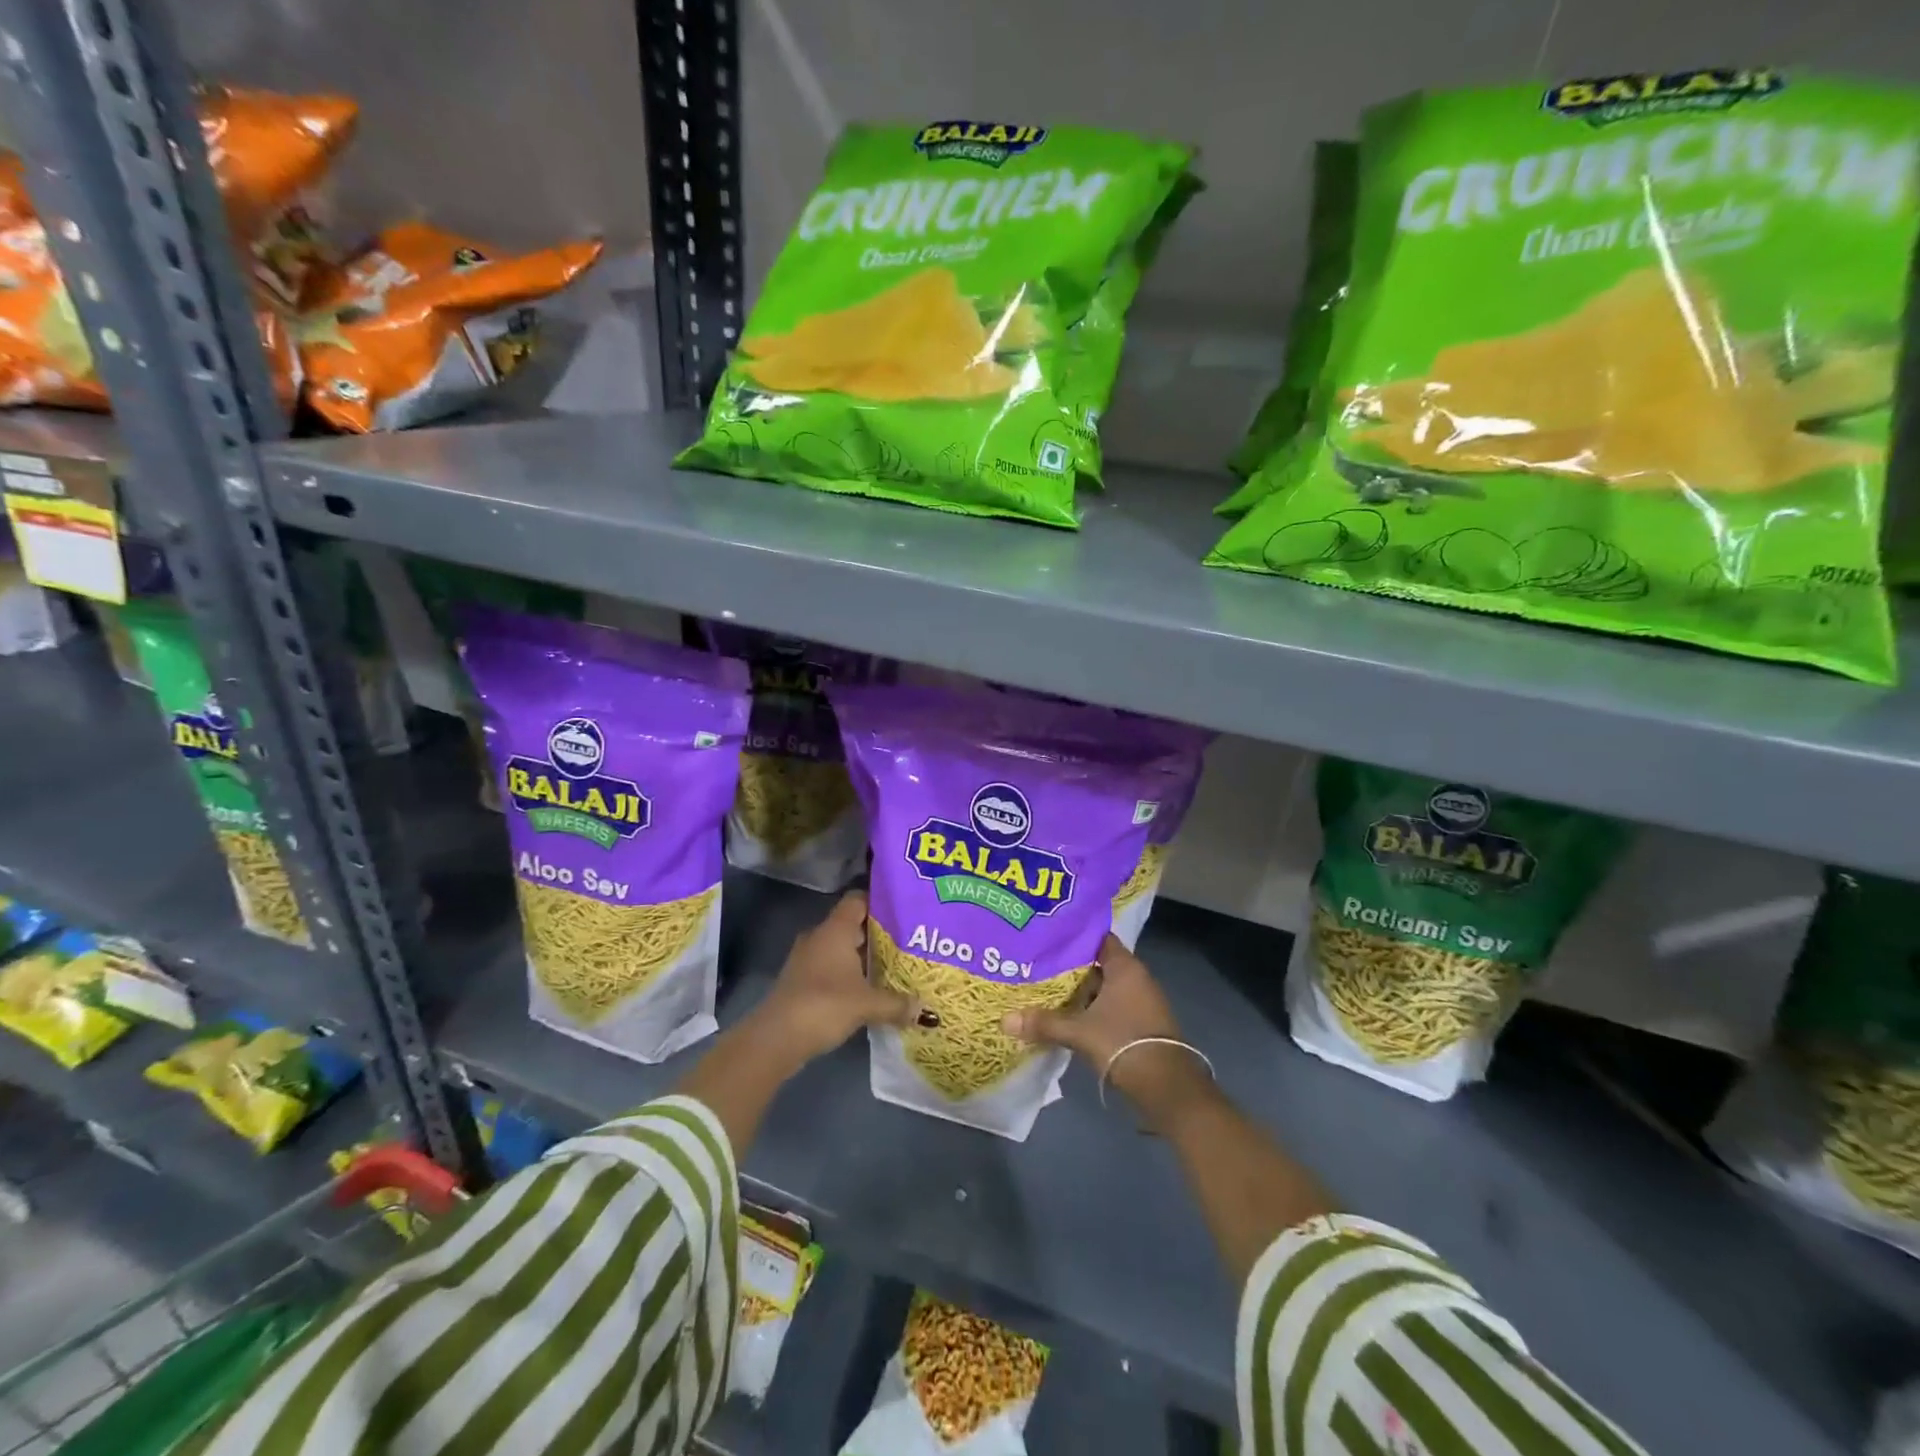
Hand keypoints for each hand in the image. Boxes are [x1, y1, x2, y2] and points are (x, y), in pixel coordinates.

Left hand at [748, 891, 913, 1067]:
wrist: (776, 1038)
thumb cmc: (824, 1005)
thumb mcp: (867, 1004)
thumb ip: (897, 1003)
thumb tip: (925, 1009)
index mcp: (835, 929)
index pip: (858, 900)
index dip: (880, 903)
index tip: (903, 913)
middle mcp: (819, 936)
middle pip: (852, 925)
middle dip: (878, 935)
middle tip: (907, 944)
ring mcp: (806, 958)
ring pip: (841, 949)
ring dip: (862, 958)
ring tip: (892, 968)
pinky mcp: (800, 980)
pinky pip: (830, 968)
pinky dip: (848, 975)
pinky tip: (867, 991)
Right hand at [1001, 934, 1215, 1128]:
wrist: (1166, 1087)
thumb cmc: (1123, 1043)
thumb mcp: (1079, 1032)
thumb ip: (1044, 1023)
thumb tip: (1004, 1020)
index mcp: (1125, 967)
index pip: (1097, 938)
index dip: (1073, 936)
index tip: (1047, 936)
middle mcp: (1136, 978)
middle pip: (1098, 963)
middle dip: (1070, 966)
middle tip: (1038, 963)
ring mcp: (1141, 1002)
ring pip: (1104, 988)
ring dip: (1081, 991)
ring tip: (1046, 989)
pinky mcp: (1140, 1023)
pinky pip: (1111, 1006)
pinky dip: (1091, 1008)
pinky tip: (1068, 1016)